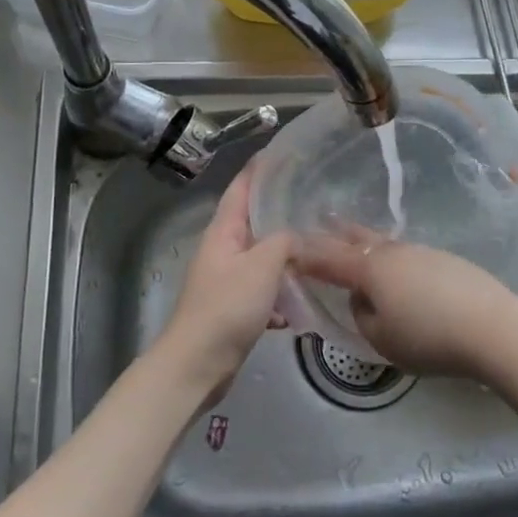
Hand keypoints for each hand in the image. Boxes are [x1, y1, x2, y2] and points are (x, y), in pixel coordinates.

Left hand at [156, 162, 294, 397]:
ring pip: (263, 258)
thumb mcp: (263, 266)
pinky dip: (281, 295)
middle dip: (282, 212)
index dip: (260, 168)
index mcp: (224, 231)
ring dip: (287, 257)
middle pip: (254, 222)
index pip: (242, 188)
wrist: (198, 364)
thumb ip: (285, 242)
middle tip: (316, 201)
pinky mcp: (234, 308)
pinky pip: (264, 291)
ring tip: (319, 250)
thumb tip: (300, 238)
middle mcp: (223, 249)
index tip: (285, 152)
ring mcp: (227, 280)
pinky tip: (301, 306)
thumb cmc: (227, 307)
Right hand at [292, 225, 517, 378]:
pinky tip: (398, 268)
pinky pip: (407, 255)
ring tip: (355, 241)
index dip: (306, 255)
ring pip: (384, 244)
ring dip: (365, 242)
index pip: (328, 259)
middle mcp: (392, 252)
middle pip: (357, 238)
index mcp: (369, 269)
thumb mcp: (382, 339)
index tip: (289, 248)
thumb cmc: (428, 337)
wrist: (493, 327)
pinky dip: (392, 257)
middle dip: (335, 233)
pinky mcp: (446, 260)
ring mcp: (422, 252)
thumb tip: (363, 299)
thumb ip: (362, 315)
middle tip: (321, 222)